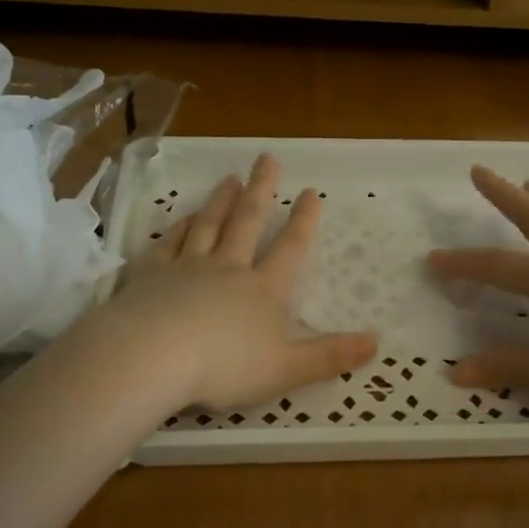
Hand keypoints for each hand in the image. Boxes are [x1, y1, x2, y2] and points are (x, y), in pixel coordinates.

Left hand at [103, 153, 377, 410]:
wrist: (153, 356)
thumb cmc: (224, 367)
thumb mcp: (286, 369)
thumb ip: (329, 355)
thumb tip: (376, 341)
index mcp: (263, 290)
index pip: (290, 249)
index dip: (303, 221)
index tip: (311, 192)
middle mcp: (228, 269)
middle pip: (247, 222)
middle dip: (261, 190)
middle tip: (267, 159)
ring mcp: (188, 267)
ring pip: (209, 225)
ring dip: (221, 201)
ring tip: (229, 178)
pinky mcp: (152, 274)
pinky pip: (170, 243)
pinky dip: (180, 227)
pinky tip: (185, 217)